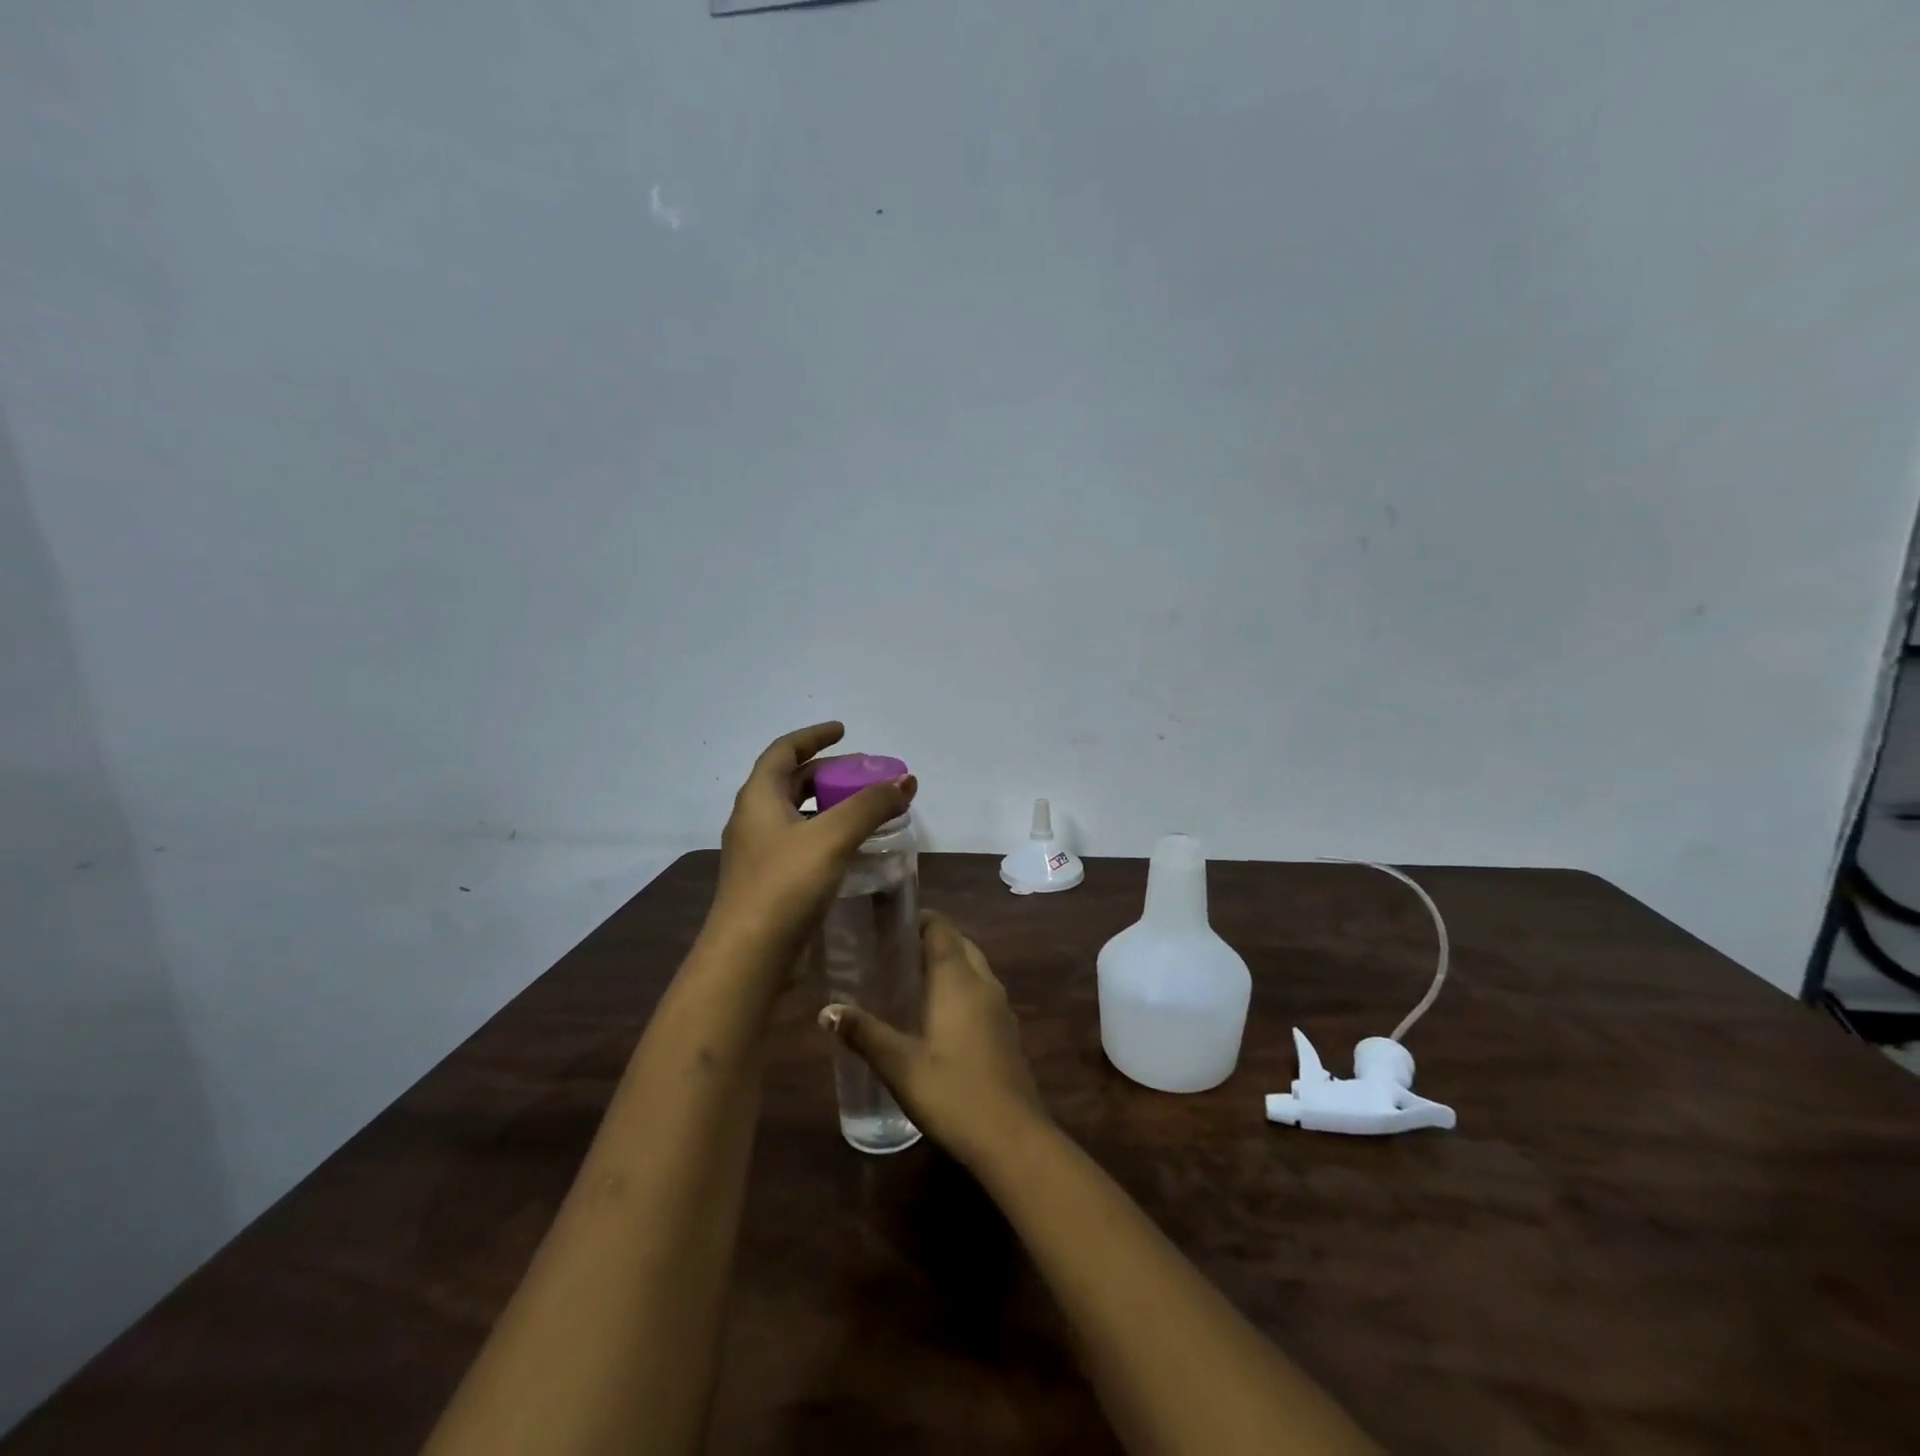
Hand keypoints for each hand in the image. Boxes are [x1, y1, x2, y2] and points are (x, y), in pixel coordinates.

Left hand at [707, 722, 916, 964]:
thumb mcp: (832, 837)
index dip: (814, 736)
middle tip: (865, 775)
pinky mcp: (768, 882)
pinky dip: (826, 834)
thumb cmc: (785, 886)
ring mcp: (758, 853)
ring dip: (829, 805)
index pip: (784, 751)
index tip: (844, 731)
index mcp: (758, 798)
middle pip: (792, 782)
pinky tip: (850, 849)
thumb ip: (870, 806)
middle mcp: (753, 819)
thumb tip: (905, 781)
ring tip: (864, 809)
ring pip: (797, 815)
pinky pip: (800, 843)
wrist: (747, 958)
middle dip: (829, 773)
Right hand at [821, 911, 1045, 1166]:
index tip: (890, 923)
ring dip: (948, 964)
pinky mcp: (1007, 1032)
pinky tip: (938, 1016)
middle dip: (932, 941)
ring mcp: (1000, 1008)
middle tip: (894, 952)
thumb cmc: (952, 1092)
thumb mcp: (900, 1065)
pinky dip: (961, 988)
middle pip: (960, 945)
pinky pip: (982, 993)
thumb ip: (864, 1034)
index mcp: (958, 980)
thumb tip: (826, 1011)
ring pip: (974, 968)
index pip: (942, 929)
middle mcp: (984, 983)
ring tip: (911, 979)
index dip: (919, 919)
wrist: (1012, 1138)